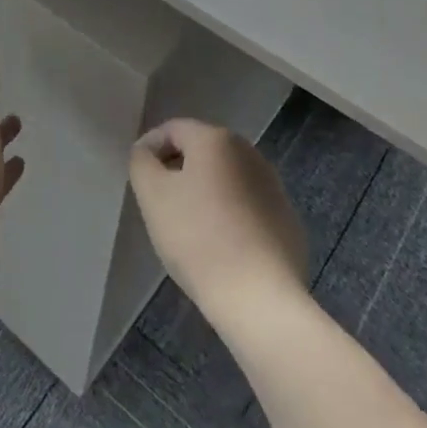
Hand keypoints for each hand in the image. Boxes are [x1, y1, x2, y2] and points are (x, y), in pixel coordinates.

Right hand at [129, 119, 306, 314]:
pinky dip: (230, 214)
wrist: (259, 298)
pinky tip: (220, 245)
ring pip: (226, 178)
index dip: (150, 148)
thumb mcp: (152, 194)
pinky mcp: (287, 220)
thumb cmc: (197, 238)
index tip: (139, 177)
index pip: (173, 129)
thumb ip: (141, 161)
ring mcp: (274, 187)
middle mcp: (249, 153)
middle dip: (178, 169)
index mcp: (216, 139)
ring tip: (188, 225)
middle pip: (202, 150)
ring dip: (205, 191)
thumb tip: (147, 152)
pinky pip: (247, 206)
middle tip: (160, 201)